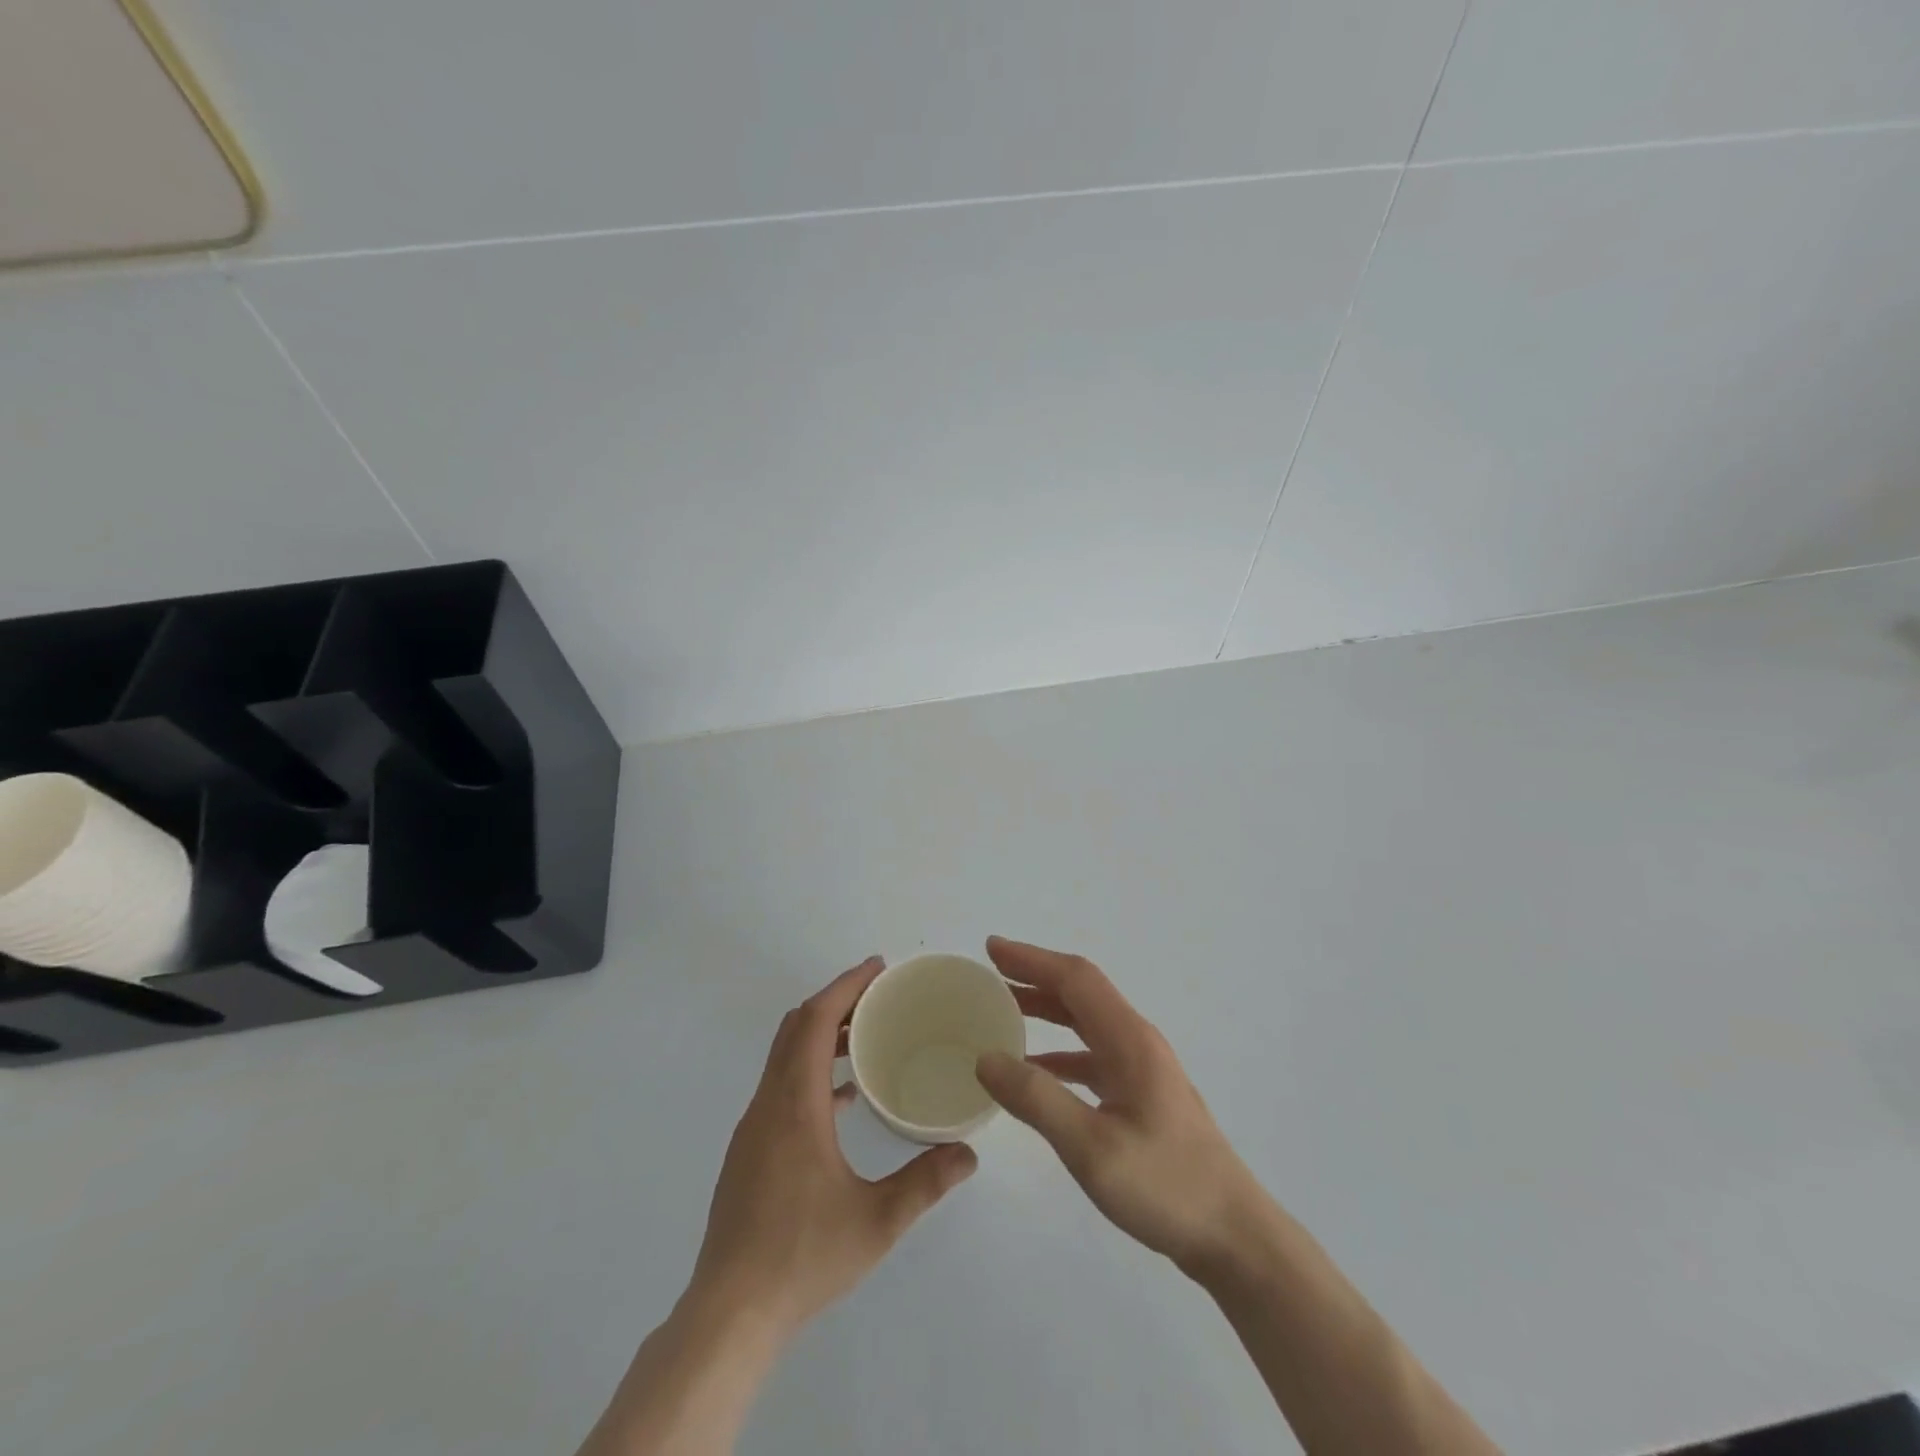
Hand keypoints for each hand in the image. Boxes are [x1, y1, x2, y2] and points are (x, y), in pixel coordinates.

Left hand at [687, 956, 977, 1340]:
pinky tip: (844, 1100)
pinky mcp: (749, 1152)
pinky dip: (810, 1072)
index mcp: (794, 1105)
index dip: (845, 986)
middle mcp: (768, 1104)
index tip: (877, 968)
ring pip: (784, 1056)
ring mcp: (753, 1128)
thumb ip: (925, 1182)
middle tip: (878, 995)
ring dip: (820, 1035)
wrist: (729, 1314)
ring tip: (865, 1037)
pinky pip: (781, 1086)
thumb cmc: (802, 1258)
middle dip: (835, 1001)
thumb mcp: (876, 1221)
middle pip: (794, 1028)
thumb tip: (969, 1153)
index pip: (813, 1021)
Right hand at [974, 937, 1259, 1274]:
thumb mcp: (1092, 1148)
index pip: (1075, 979)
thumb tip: (986, 1058)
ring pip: (1086, 1023)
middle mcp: (1137, 1042)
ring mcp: (1142, 1069)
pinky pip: (1092, 1056)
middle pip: (1081, 993)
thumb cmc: (1166, 1186)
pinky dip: (1059, 1052)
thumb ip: (1037, 1100)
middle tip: (990, 975)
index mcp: (1129, 1040)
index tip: (991, 949)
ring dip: (1046, 1010)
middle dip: (1035, 977)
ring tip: (1004, 1012)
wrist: (1234, 1235)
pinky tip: (1034, 1070)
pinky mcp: (1142, 1096)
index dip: (1032, 959)